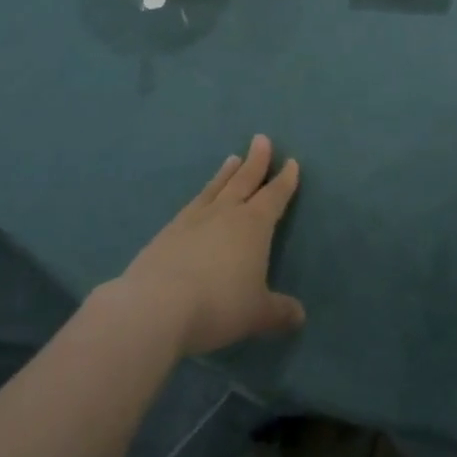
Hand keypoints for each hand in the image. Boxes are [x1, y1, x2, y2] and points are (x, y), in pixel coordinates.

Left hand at [115, 135, 306, 356]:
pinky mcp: (168, 232)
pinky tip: (199, 200)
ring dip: (226, 173)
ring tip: (232, 158)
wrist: (155, 306)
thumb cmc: (218, 305)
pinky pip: (192, 205)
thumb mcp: (256, 313)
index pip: (274, 196)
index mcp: (254, 225)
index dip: (285, 180)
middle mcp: (225, 213)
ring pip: (216, 188)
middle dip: (256, 161)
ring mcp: (193, 219)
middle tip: (261, 139)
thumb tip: (300, 317)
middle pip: (244, 180)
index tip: (291, 161)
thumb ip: (279, 312)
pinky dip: (202, 196)